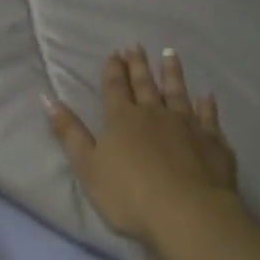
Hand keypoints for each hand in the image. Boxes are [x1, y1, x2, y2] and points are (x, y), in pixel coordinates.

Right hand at [44, 45, 241, 251]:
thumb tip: (47, 99)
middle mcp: (154, 114)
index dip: (113, 70)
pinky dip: (207, 105)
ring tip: (170, 54)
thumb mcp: (87, 166)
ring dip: (172, 73)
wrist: (187, 213)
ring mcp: (187, 125)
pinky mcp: (212, 142)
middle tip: (136, 46)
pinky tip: (207, 96)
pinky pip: (209, 117)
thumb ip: (69, 132)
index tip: (115, 53)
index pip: (115, 88)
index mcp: (122, 119)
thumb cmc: (129, 194)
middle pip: (145, 84)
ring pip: (177, 93)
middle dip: (138, 65)